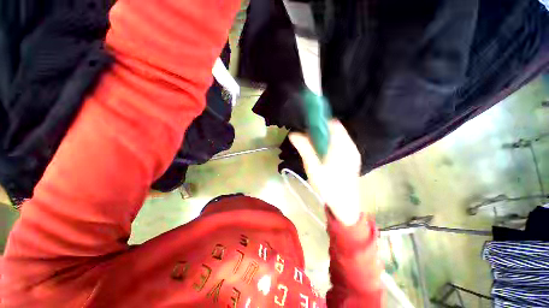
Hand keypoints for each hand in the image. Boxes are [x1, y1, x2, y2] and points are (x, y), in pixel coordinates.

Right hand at [289, 120, 361, 225]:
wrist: (344, 206)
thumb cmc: (328, 186)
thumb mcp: (313, 167)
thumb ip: (304, 148)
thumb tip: (293, 133)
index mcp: (343, 146)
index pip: (333, 124)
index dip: (320, 122)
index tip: (307, 127)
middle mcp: (351, 146)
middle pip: (336, 129)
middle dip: (321, 130)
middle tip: (307, 138)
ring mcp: (353, 153)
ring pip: (338, 137)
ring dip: (325, 138)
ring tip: (313, 146)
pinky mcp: (352, 159)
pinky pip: (340, 144)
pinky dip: (330, 144)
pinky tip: (322, 154)